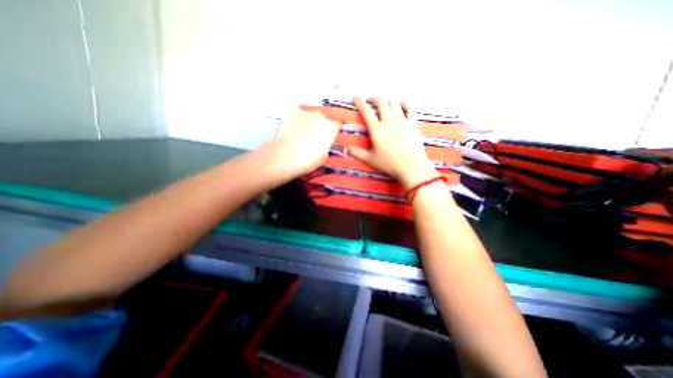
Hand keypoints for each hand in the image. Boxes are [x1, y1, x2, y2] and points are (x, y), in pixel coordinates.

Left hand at [268, 107, 342, 178]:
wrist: (285, 157)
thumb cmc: (306, 160)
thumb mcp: (323, 158)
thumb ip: (326, 147)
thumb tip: (323, 145)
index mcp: (331, 129)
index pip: (337, 124)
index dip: (333, 130)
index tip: (330, 134)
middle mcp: (321, 117)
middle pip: (323, 119)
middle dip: (319, 126)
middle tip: (313, 137)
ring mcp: (306, 113)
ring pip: (310, 116)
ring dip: (308, 122)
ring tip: (301, 134)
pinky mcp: (292, 112)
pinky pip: (297, 114)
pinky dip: (295, 120)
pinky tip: (292, 129)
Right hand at [347, 98, 437, 188]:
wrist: (411, 166)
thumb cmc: (389, 163)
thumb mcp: (370, 159)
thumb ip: (357, 153)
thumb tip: (344, 149)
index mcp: (377, 129)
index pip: (366, 111)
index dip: (360, 102)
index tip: (355, 98)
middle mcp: (389, 121)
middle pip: (381, 103)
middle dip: (373, 99)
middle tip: (369, 101)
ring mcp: (402, 120)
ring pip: (393, 103)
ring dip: (386, 100)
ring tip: (383, 103)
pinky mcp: (412, 123)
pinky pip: (409, 107)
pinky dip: (403, 103)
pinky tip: (400, 105)